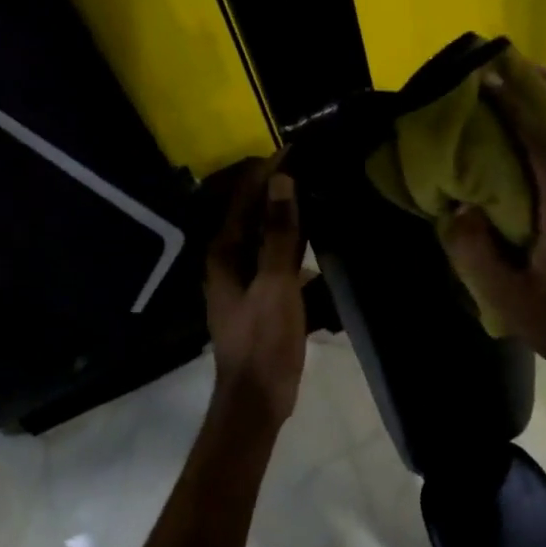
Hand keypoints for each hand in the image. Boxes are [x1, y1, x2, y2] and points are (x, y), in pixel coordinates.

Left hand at [205, 157, 307, 423]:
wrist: (257, 398)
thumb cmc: (264, 341)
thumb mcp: (275, 284)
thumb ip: (279, 234)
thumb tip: (282, 181)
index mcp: (224, 254)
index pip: (244, 199)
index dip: (267, 172)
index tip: (296, 148)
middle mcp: (228, 262)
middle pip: (253, 216)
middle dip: (279, 192)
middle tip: (313, 169)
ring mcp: (244, 282)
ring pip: (266, 239)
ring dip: (288, 220)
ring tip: (320, 199)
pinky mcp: (260, 300)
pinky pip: (277, 263)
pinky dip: (294, 251)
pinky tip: (318, 247)